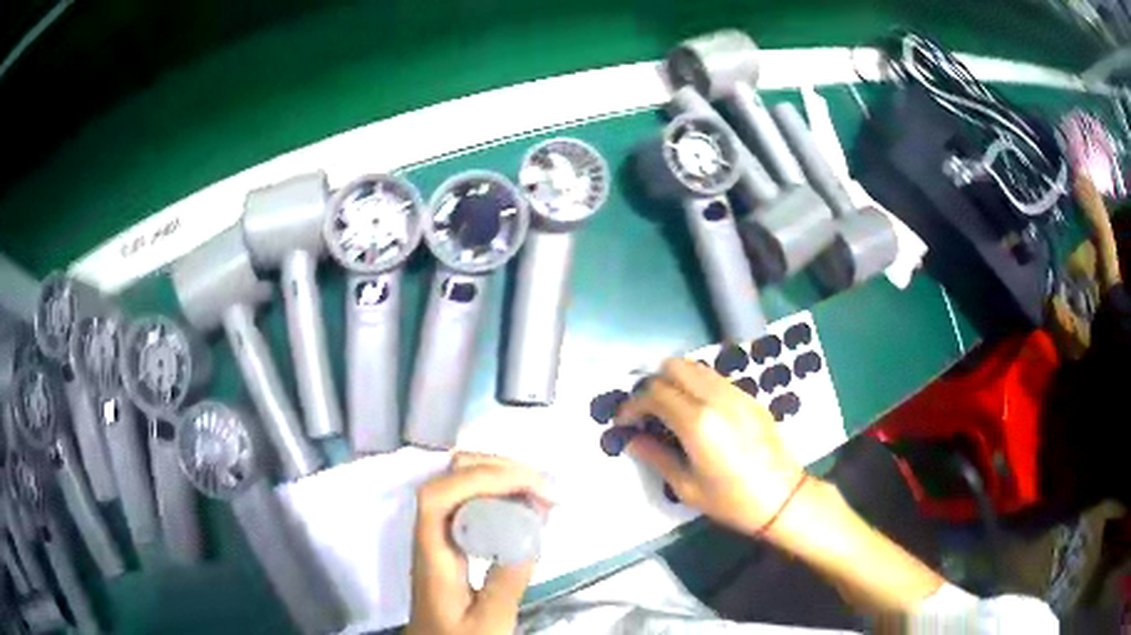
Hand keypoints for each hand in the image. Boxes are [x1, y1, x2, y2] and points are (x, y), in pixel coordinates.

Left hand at [406, 453, 549, 634]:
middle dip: (498, 468)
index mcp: (431, 552)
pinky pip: (471, 499)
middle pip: (448, 477)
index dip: (482, 477)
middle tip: (545, 487)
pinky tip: (525, 504)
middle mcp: (428, 533)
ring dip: (500, 476)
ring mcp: (437, 532)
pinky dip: (500, 491)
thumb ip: (506, 583)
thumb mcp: (487, 621)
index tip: (532, 486)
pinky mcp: (450, 537)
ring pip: (459, 482)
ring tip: (540, 491)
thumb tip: (531, 535)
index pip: (440, 495)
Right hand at [615, 357, 805, 537]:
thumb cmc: (730, 500)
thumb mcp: (686, 486)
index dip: (633, 404)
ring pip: (696, 366)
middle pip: (674, 366)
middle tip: (647, 412)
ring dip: (675, 381)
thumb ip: (655, 456)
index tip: (625, 421)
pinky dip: (697, 385)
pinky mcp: (750, 397)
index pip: (654, 393)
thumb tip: (631, 439)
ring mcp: (736, 393)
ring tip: (670, 409)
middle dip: (653, 384)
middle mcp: (716, 398)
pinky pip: (715, 378)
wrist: (781, 498)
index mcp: (697, 422)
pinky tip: (697, 412)